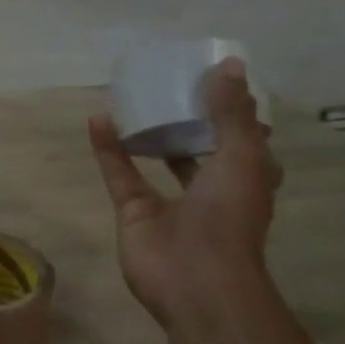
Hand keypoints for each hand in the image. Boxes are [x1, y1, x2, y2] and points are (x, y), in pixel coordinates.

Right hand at [88, 59, 282, 326]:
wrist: (195, 279)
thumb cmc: (229, 216)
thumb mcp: (241, 155)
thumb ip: (231, 112)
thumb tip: (226, 64)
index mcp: (247, 177)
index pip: (245, 138)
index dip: (236, 111)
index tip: (219, 80)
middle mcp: (211, 187)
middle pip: (200, 146)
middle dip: (190, 119)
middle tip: (173, 84)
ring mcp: (170, 201)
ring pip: (158, 159)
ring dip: (148, 131)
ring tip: (136, 98)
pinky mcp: (134, 211)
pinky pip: (120, 173)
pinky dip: (108, 148)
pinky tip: (98, 119)